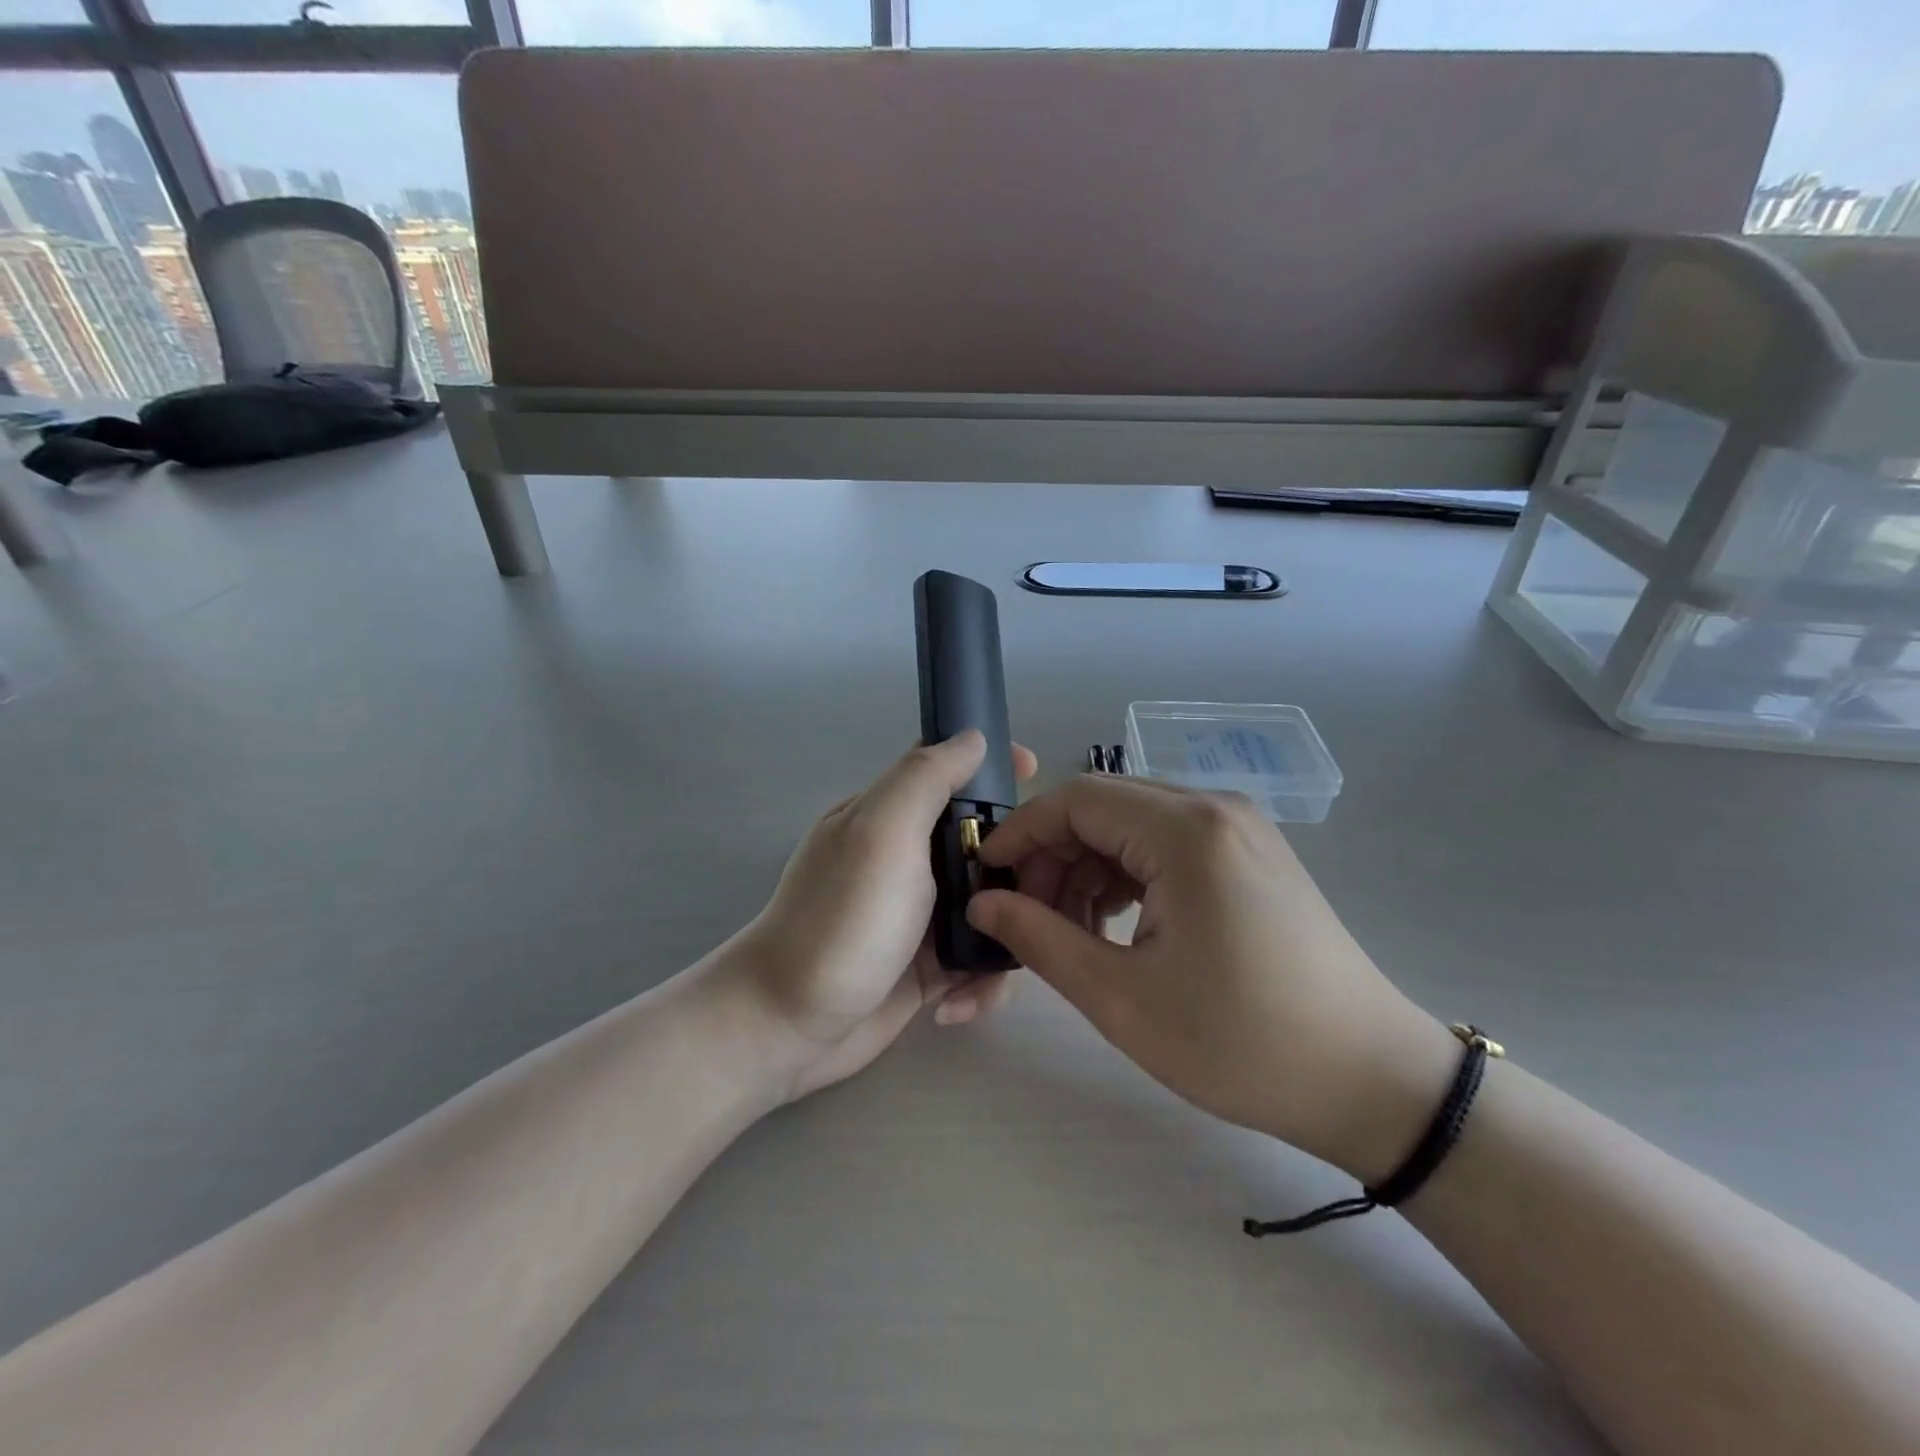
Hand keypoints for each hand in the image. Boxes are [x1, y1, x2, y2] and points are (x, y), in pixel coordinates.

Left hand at [733, 731, 1035, 1101]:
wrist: (789, 1026)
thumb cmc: (841, 921)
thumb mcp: (882, 833)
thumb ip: (926, 778)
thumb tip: (972, 736)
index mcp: (892, 816)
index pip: (948, 770)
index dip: (992, 764)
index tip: (1034, 771)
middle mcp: (910, 859)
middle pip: (984, 839)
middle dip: (1019, 858)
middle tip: (1041, 888)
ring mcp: (922, 914)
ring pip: (993, 902)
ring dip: (1008, 930)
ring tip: (1007, 958)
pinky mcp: (931, 965)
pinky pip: (980, 957)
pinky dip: (982, 979)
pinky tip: (958, 1002)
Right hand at [966, 776, 1458, 1182]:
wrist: (1371, 1079)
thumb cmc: (1240, 1042)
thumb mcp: (1121, 997)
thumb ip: (1040, 939)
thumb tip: (982, 903)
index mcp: (1185, 831)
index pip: (1076, 799)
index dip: (1021, 832)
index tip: (986, 876)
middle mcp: (1214, 809)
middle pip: (1104, 807)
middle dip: (1053, 854)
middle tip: (1027, 917)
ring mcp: (1239, 828)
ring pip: (1133, 825)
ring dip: (1088, 867)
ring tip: (1069, 930)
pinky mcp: (1251, 854)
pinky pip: (1168, 844)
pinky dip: (1128, 874)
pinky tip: (1116, 924)